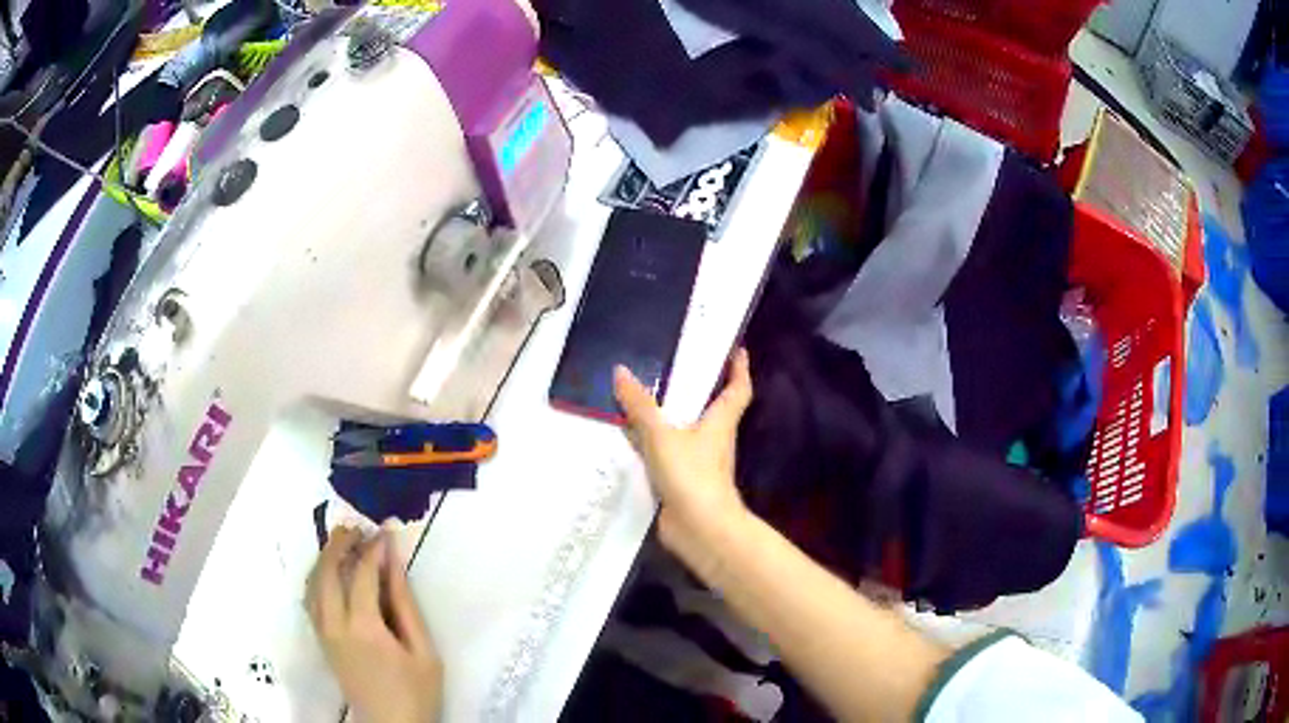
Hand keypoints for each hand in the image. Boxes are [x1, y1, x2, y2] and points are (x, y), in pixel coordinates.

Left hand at [306, 527, 441, 722]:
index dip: (373, 550)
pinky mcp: (321, 641)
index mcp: (364, 628)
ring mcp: (324, 633)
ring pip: (313, 583)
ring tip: (342, 543)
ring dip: (324, 558)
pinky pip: (311, 599)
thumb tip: (394, 564)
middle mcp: (335, 624)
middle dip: (339, 545)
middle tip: (356, 528)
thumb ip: (405, 605)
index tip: (385, 531)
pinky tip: (330, 572)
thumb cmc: (416, 692)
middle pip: (326, 572)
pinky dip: (318, 578)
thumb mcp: (424, 651)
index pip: (362, 575)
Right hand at [613, 348, 753, 551]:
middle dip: (697, 388)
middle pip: (710, 407)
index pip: (738, 389)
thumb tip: (621, 371)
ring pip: (684, 430)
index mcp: (720, 422)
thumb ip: (640, 406)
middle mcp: (713, 439)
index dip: (739, 368)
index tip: (736, 349)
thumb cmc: (691, 474)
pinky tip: (628, 435)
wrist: (699, 528)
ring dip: (669, 415)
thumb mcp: (661, 436)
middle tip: (675, 365)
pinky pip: (665, 452)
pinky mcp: (681, 480)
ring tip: (643, 394)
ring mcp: (697, 462)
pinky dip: (651, 441)